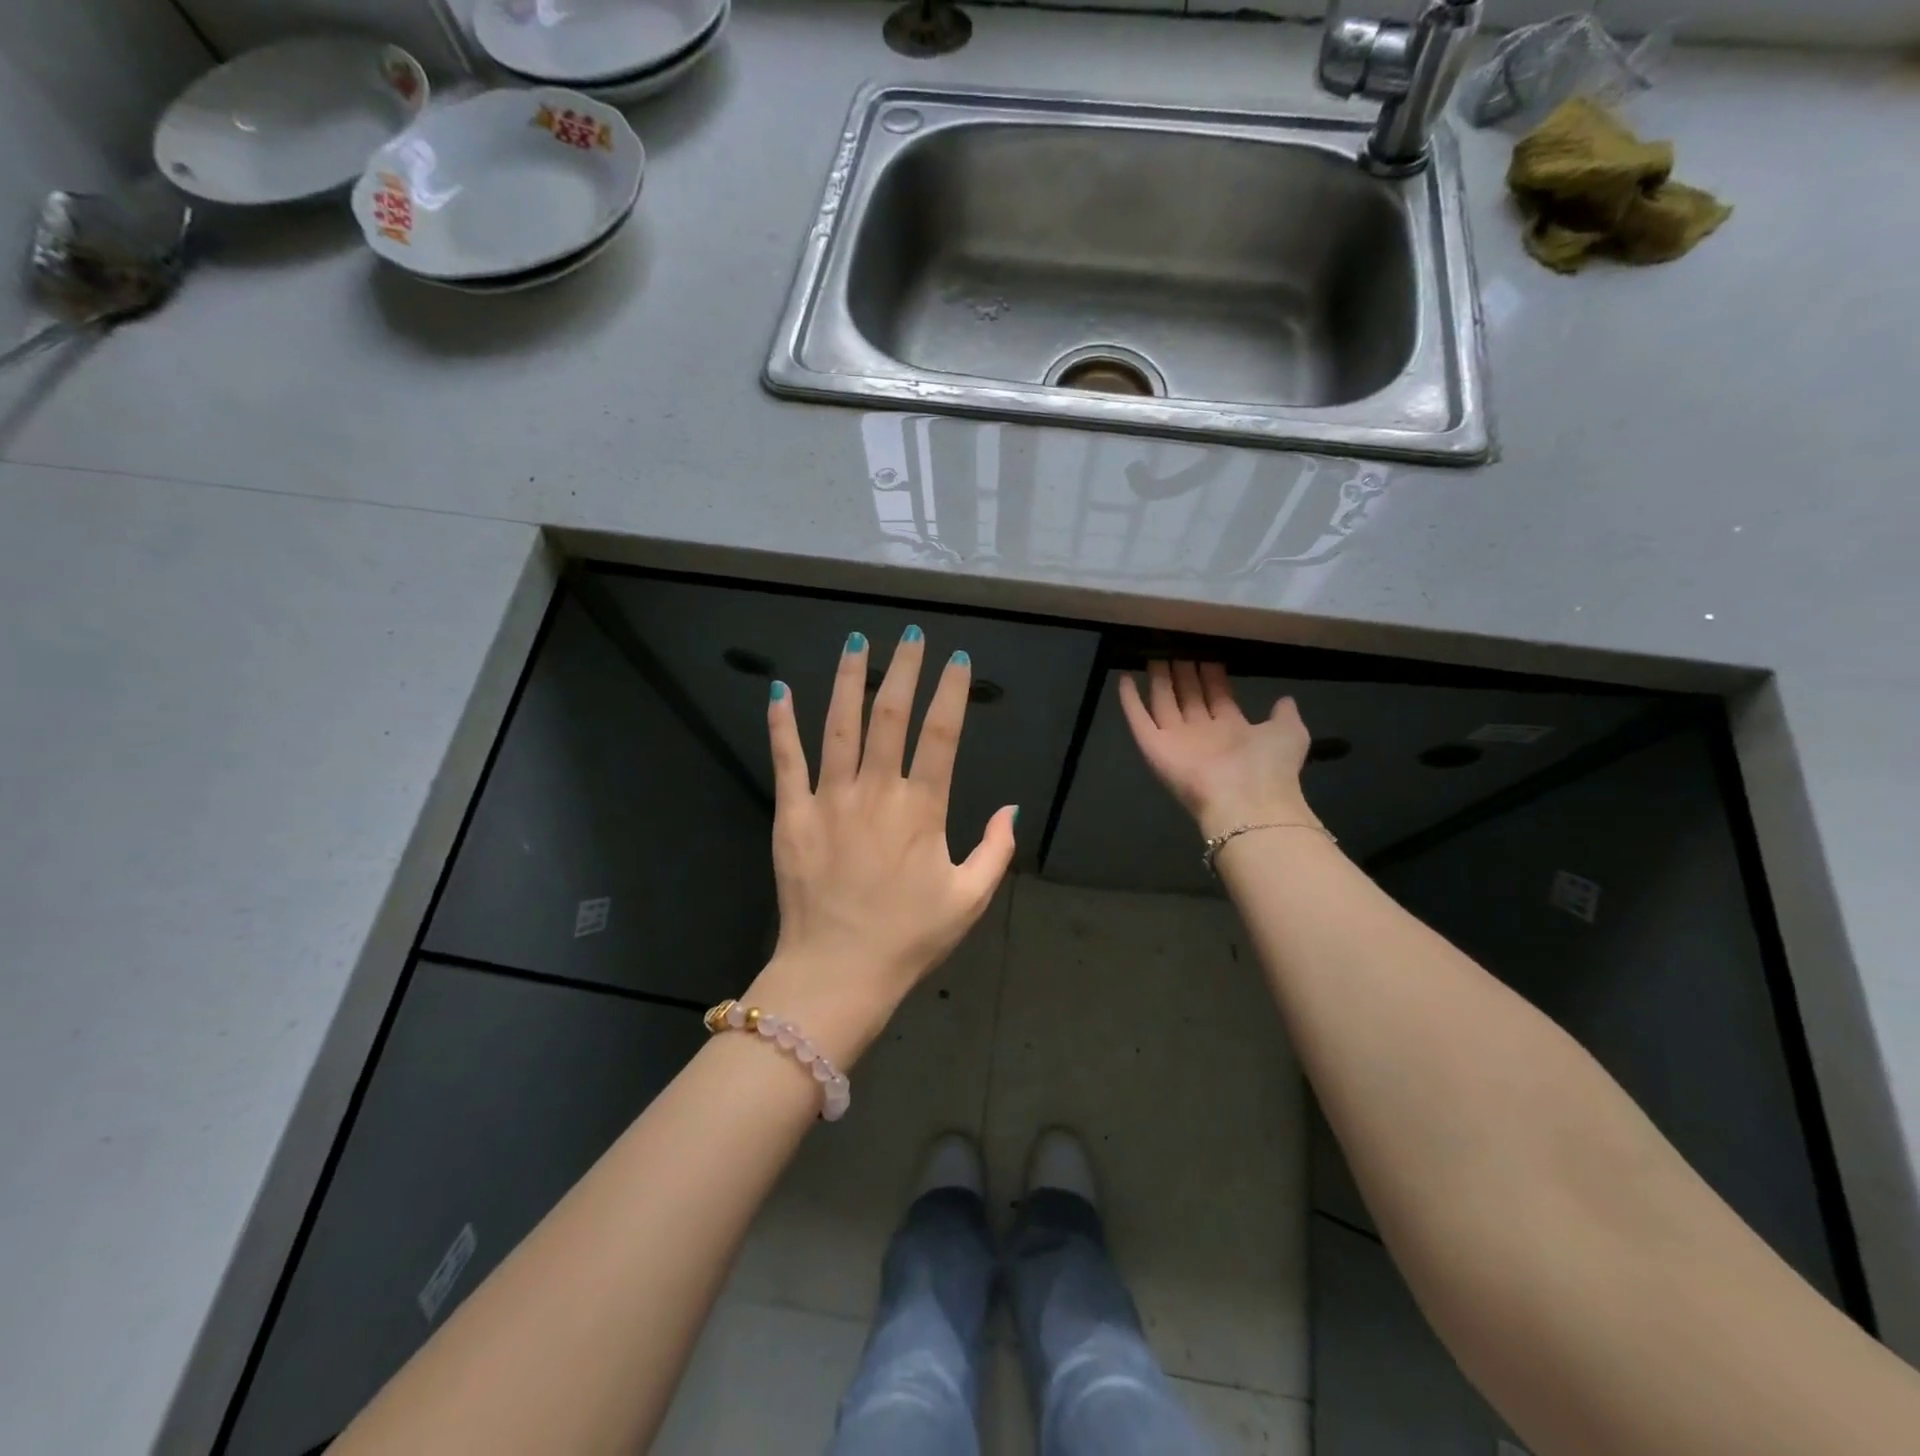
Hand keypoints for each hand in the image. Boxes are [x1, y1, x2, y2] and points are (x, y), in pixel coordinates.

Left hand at [748, 627, 1017, 1062]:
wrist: (837, 973)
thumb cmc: (908, 938)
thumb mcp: (969, 900)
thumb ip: (995, 850)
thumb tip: (1011, 807)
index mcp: (922, 809)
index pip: (941, 735)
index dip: (951, 692)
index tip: (957, 659)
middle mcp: (876, 792)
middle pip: (890, 716)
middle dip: (903, 670)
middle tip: (909, 635)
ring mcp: (829, 800)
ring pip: (839, 726)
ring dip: (849, 680)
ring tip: (856, 642)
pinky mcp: (792, 815)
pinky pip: (786, 760)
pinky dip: (781, 724)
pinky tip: (780, 689)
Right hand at [1119, 661, 1318, 841]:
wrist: (1245, 800)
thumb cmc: (1269, 765)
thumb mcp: (1289, 732)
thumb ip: (1284, 714)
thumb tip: (1285, 699)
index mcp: (1233, 730)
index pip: (1217, 696)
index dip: (1211, 675)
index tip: (1205, 652)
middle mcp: (1202, 733)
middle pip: (1189, 696)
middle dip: (1183, 673)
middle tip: (1176, 646)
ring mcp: (1176, 740)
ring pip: (1163, 703)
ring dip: (1158, 680)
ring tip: (1153, 653)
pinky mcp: (1153, 747)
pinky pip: (1139, 719)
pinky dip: (1130, 700)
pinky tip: (1124, 678)